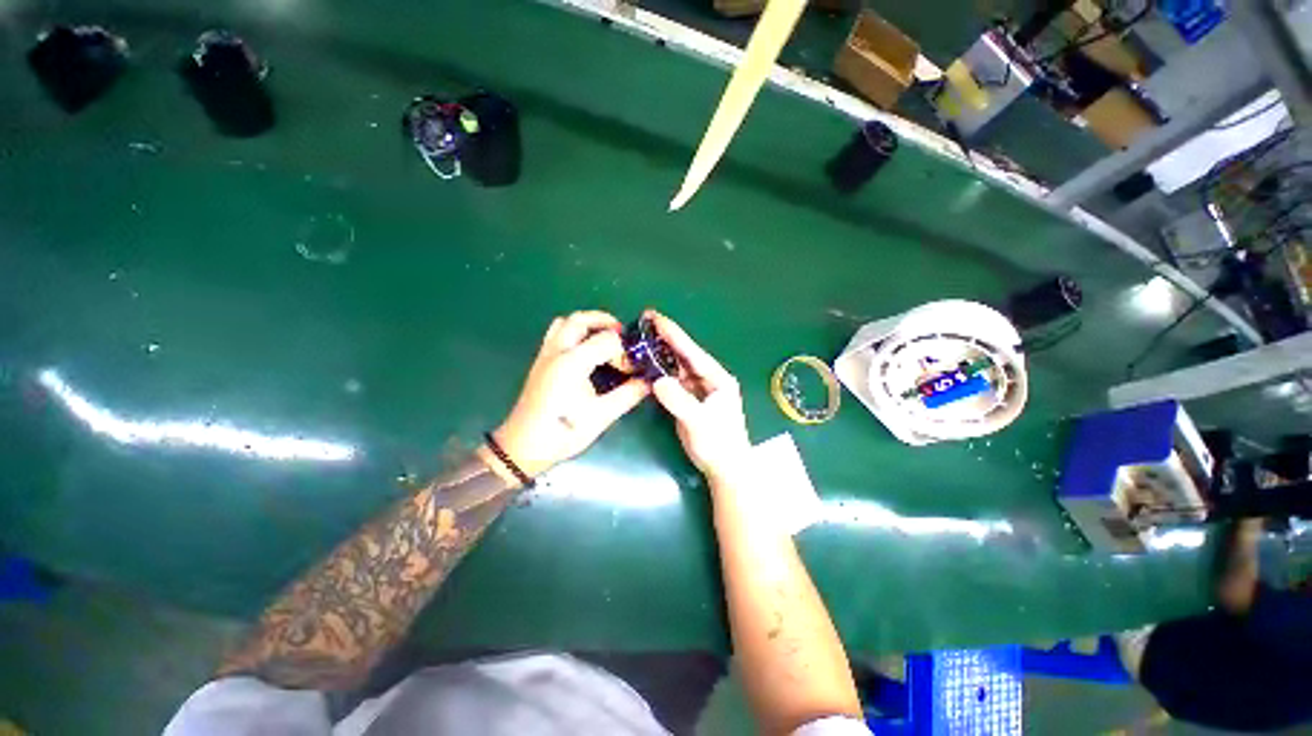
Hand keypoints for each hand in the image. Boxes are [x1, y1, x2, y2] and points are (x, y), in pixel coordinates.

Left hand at [492, 311, 649, 479]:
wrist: (523, 447)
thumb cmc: (563, 432)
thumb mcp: (601, 416)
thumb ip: (628, 395)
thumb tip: (649, 382)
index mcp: (572, 362)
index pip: (607, 340)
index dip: (625, 351)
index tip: (633, 366)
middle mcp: (557, 351)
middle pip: (581, 319)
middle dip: (605, 322)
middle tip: (623, 335)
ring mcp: (545, 355)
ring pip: (565, 322)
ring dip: (586, 323)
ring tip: (604, 338)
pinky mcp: (540, 362)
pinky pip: (556, 333)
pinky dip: (573, 331)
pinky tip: (584, 350)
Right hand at [647, 310, 751, 480]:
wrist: (725, 468)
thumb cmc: (719, 444)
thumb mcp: (699, 422)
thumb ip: (679, 401)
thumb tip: (657, 380)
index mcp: (718, 378)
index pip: (692, 352)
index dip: (673, 334)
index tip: (655, 318)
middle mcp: (709, 379)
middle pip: (684, 355)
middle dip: (665, 339)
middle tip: (644, 323)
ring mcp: (699, 389)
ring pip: (678, 367)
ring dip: (661, 354)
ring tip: (643, 339)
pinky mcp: (690, 400)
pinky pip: (674, 381)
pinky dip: (661, 372)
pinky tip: (648, 365)